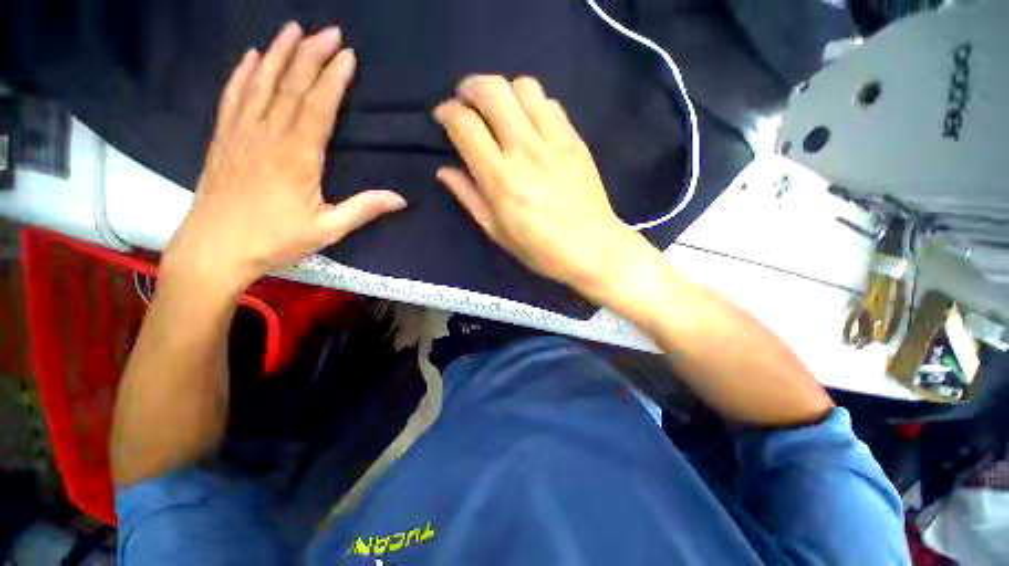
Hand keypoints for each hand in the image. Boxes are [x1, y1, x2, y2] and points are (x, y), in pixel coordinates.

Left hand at [164, 23, 405, 290]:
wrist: (215, 248)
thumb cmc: (274, 240)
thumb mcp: (328, 229)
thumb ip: (363, 209)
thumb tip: (400, 199)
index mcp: (296, 156)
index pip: (317, 106)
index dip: (333, 79)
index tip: (347, 55)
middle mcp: (267, 135)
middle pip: (291, 86)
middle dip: (310, 55)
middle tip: (327, 30)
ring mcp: (240, 132)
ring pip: (261, 83)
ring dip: (278, 53)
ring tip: (292, 29)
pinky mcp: (223, 138)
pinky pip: (233, 96)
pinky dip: (243, 73)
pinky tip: (252, 57)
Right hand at [433, 76, 637, 292]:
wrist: (592, 248)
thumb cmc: (539, 248)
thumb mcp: (496, 231)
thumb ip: (469, 197)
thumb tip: (444, 171)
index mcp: (500, 178)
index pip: (465, 124)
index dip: (447, 112)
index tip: (444, 118)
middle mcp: (525, 150)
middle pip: (493, 90)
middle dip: (470, 88)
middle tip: (466, 102)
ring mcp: (554, 141)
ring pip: (524, 86)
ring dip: (504, 92)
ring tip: (500, 112)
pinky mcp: (575, 140)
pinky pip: (551, 104)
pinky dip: (533, 105)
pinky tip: (531, 124)